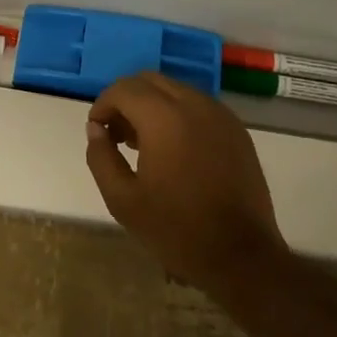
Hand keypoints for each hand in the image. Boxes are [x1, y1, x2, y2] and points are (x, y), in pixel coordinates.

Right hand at [84, 72, 289, 295]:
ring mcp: (219, 114)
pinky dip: (178, 114)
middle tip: (117, 135)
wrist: (241, 255)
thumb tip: (95, 129)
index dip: (103, 104)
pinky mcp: (236, 128)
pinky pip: (198, 106)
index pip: (124, 89)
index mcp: (164, 117)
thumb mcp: (123, 200)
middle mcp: (194, 103)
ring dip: (152, 105)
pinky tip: (175, 149)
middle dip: (126, 100)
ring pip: (175, 90)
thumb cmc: (177, 229)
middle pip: (149, 81)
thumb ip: (101, 157)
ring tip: (143, 144)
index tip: (97, 130)